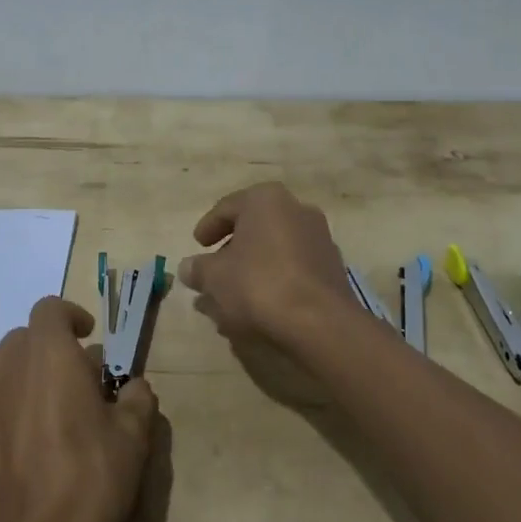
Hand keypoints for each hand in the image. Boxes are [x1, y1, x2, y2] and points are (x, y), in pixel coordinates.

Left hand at [0, 297, 157, 521]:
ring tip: (59, 408)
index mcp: (48, 352)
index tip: (91, 337)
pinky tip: (33, 440)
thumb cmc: (87, 478)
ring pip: (6, 367)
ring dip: (31, 374)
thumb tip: (135, 388)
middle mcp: (9, 365)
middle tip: (81, 377)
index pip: (50, 309)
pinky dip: (12, 405)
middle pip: (25, 336)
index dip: (71, 316)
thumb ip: (138, 400)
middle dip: (52, 347)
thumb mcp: (133, 438)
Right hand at [177, 183, 349, 346]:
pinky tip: (261, 306)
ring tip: (233, 296)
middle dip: (232, 251)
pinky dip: (275, 281)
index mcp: (266, 199)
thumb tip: (187, 268)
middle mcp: (297, 209)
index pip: (228, 207)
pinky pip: (294, 269)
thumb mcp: (214, 277)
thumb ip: (198, 269)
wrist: (319, 322)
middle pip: (254, 228)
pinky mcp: (332, 269)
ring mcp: (319, 239)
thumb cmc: (258, 284)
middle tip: (213, 272)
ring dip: (254, 268)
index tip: (197, 245)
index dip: (208, 227)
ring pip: (275, 250)